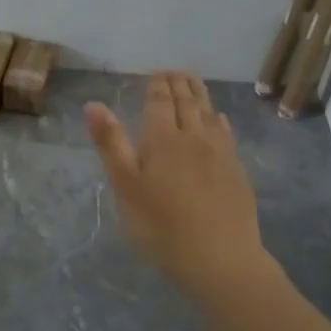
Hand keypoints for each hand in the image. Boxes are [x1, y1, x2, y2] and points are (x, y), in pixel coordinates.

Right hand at [85, 72, 267, 292]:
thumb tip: (93, 104)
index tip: (156, 73)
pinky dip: (219, 120)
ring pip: (208, 114)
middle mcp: (193, 137)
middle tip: (174, 71)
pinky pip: (226, 134)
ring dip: (200, 95)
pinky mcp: (236, 172)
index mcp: (162, 138)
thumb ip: (111, 143)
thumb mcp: (125, 186)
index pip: (160, 101)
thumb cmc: (161, 225)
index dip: (157, 85)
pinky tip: (219, 119)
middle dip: (178, 84)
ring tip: (193, 83)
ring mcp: (220, 154)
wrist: (220, 258)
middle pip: (186, 103)